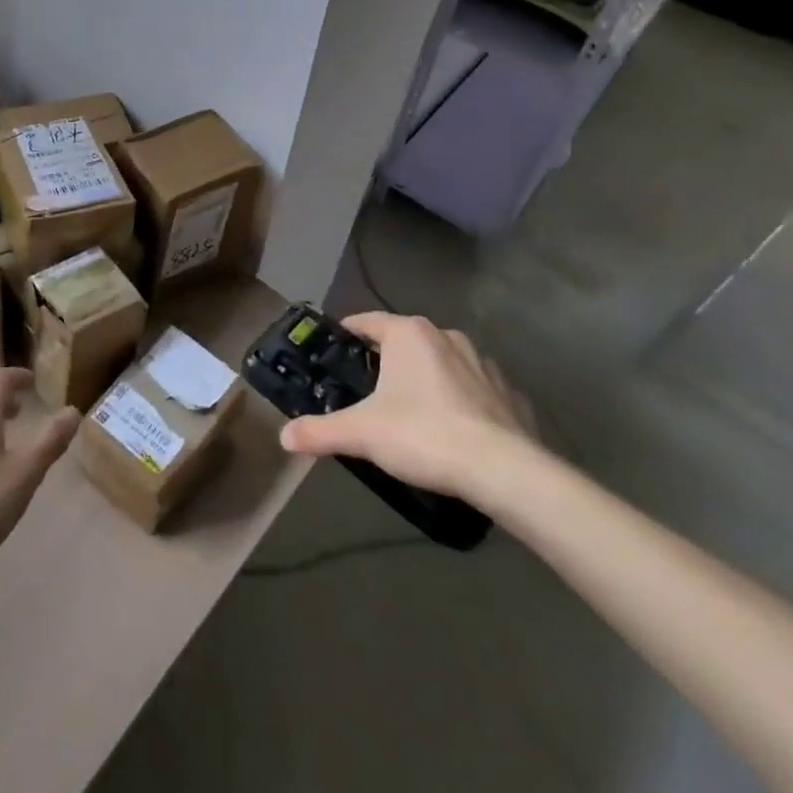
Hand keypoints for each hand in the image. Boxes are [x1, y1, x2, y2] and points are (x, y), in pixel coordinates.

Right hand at [278, 312, 538, 506]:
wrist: (504, 471)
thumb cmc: (424, 435)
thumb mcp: (362, 434)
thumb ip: (320, 431)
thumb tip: (283, 436)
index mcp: (408, 334)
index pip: (367, 321)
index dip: (347, 334)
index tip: (333, 351)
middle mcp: (446, 336)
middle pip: (404, 341)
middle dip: (386, 361)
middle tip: (367, 389)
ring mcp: (483, 363)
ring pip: (442, 362)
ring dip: (426, 379)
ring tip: (411, 412)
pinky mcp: (509, 393)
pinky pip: (475, 389)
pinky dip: (461, 401)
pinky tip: (455, 430)